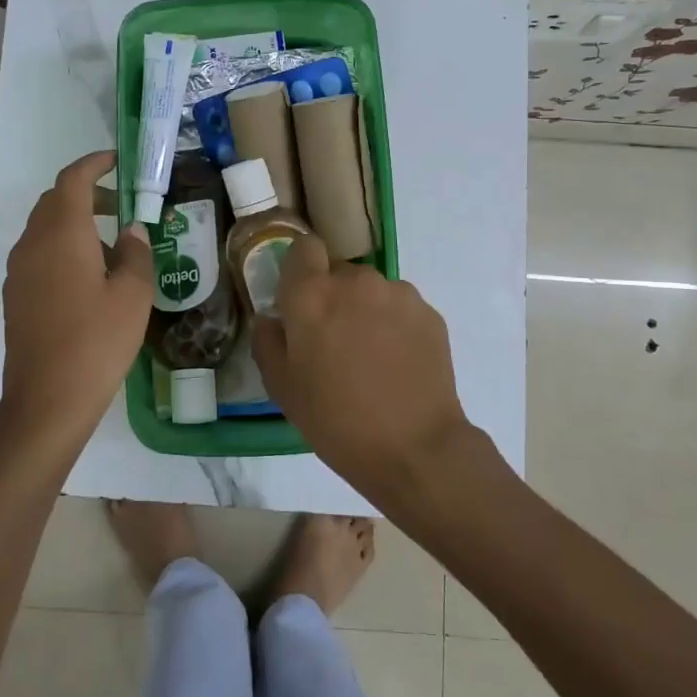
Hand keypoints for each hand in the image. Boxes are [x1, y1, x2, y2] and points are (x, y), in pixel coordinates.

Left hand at [0, 151, 153, 454]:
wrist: (46, 400)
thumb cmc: (97, 342)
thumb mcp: (133, 296)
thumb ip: (136, 254)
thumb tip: (132, 230)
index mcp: (62, 234)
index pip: (73, 180)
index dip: (94, 164)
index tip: (117, 161)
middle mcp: (33, 243)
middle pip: (55, 201)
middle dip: (86, 193)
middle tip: (120, 205)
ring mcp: (18, 271)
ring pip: (43, 228)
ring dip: (73, 221)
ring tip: (108, 243)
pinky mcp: (14, 295)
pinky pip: (37, 253)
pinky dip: (60, 246)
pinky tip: (86, 276)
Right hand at [253, 234, 471, 504]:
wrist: (415, 449)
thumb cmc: (336, 420)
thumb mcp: (282, 388)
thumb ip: (267, 341)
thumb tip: (271, 319)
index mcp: (312, 295)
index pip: (304, 247)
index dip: (301, 269)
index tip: (300, 300)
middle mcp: (355, 281)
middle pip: (338, 272)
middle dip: (333, 296)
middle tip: (335, 341)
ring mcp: (397, 293)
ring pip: (371, 290)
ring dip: (365, 310)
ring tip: (371, 356)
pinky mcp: (428, 312)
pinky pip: (400, 307)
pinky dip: (395, 325)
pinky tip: (397, 363)